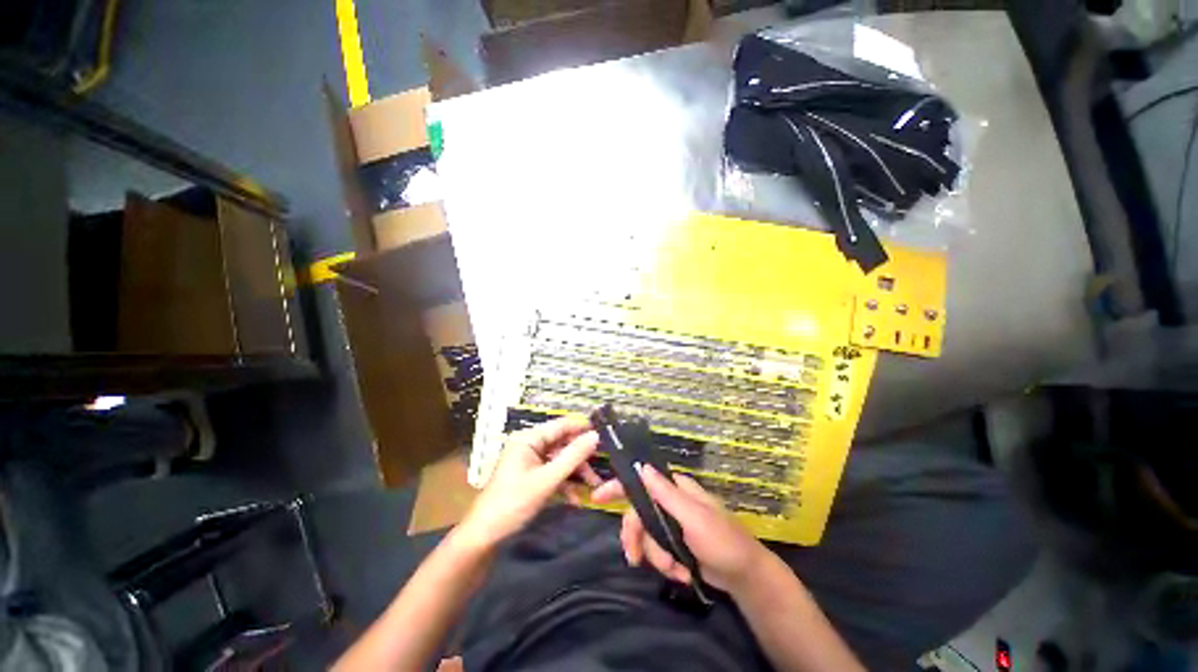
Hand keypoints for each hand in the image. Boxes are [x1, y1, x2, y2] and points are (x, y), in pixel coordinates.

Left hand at [458, 416, 600, 548]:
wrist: (485, 537)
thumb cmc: (513, 503)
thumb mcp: (547, 480)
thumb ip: (572, 457)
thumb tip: (595, 436)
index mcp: (528, 438)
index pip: (561, 425)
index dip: (583, 428)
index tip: (606, 434)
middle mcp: (530, 445)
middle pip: (562, 443)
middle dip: (581, 458)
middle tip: (600, 470)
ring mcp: (530, 461)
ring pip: (560, 459)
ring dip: (575, 472)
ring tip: (592, 487)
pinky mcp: (531, 476)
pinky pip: (553, 472)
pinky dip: (565, 482)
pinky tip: (576, 498)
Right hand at [592, 463, 769, 592]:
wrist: (743, 576)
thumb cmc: (722, 540)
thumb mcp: (693, 516)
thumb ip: (666, 493)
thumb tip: (642, 467)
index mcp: (674, 489)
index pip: (640, 480)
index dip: (618, 486)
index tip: (597, 497)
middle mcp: (669, 502)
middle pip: (637, 514)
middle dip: (638, 538)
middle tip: (634, 559)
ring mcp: (671, 524)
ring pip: (645, 536)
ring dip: (656, 557)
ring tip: (674, 570)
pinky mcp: (674, 543)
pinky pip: (656, 552)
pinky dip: (665, 565)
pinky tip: (681, 573)